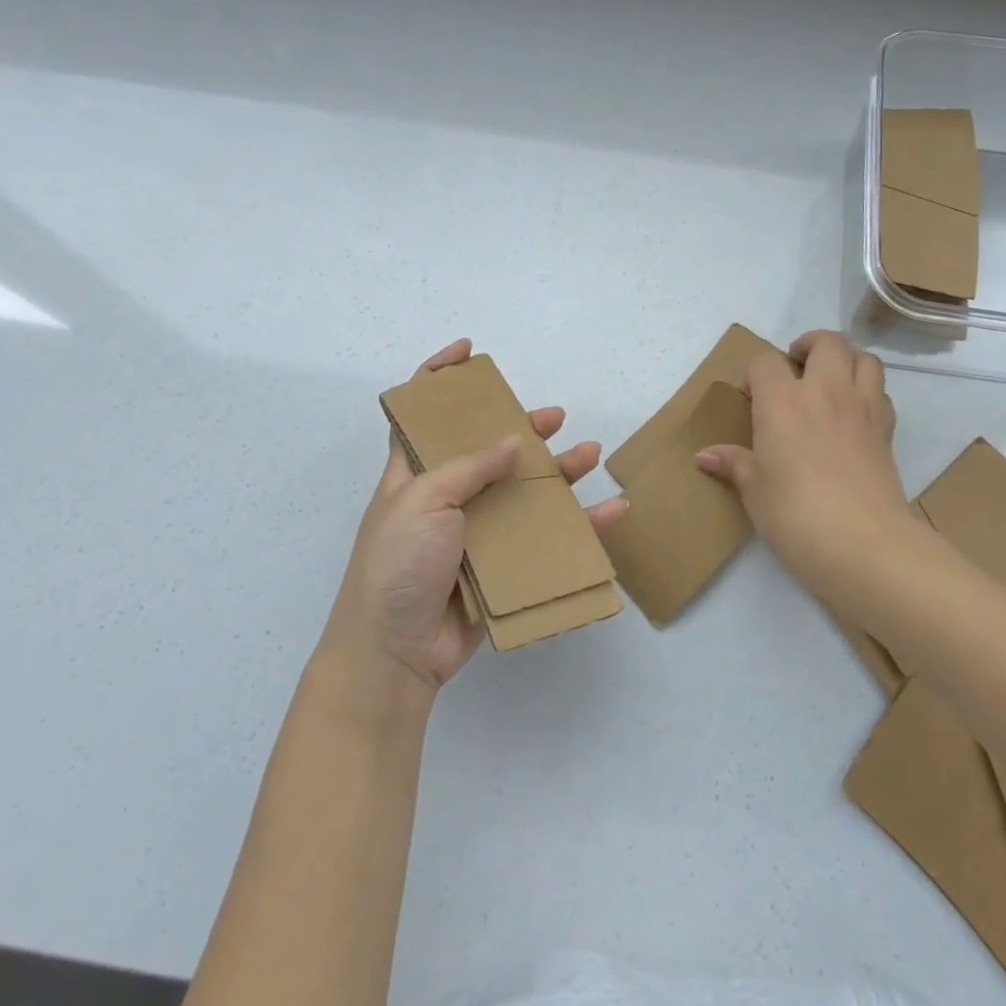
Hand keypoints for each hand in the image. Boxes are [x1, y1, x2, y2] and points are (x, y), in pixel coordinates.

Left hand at [321, 340, 628, 694]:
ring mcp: (476, 532)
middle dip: (521, 428)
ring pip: (525, 490)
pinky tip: (610, 512)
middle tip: (553, 417)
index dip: (438, 377)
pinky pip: (546, 537)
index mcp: (414, 473)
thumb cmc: (397, 564)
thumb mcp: (423, 501)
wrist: (395, 653)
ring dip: (558, 472)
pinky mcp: (502, 565)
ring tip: (590, 454)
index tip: (468, 352)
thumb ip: (470, 467)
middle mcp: (446, 497)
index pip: (421, 413)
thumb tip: (514, 442)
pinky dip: (580, 525)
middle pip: (488, 449)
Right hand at [696, 331, 908, 580]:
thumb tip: (704, 456)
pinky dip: (868, 392)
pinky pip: (881, 393)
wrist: (863, 544)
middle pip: (827, 342)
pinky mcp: (886, 430)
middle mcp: (825, 392)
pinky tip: (853, 415)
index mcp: (783, 402)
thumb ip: (733, 464)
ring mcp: (862, 408)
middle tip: (796, 368)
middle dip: (809, 346)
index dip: (754, 374)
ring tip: (830, 381)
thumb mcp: (755, 491)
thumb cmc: (795, 515)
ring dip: (846, 360)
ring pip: (864, 358)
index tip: (750, 399)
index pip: (765, 361)